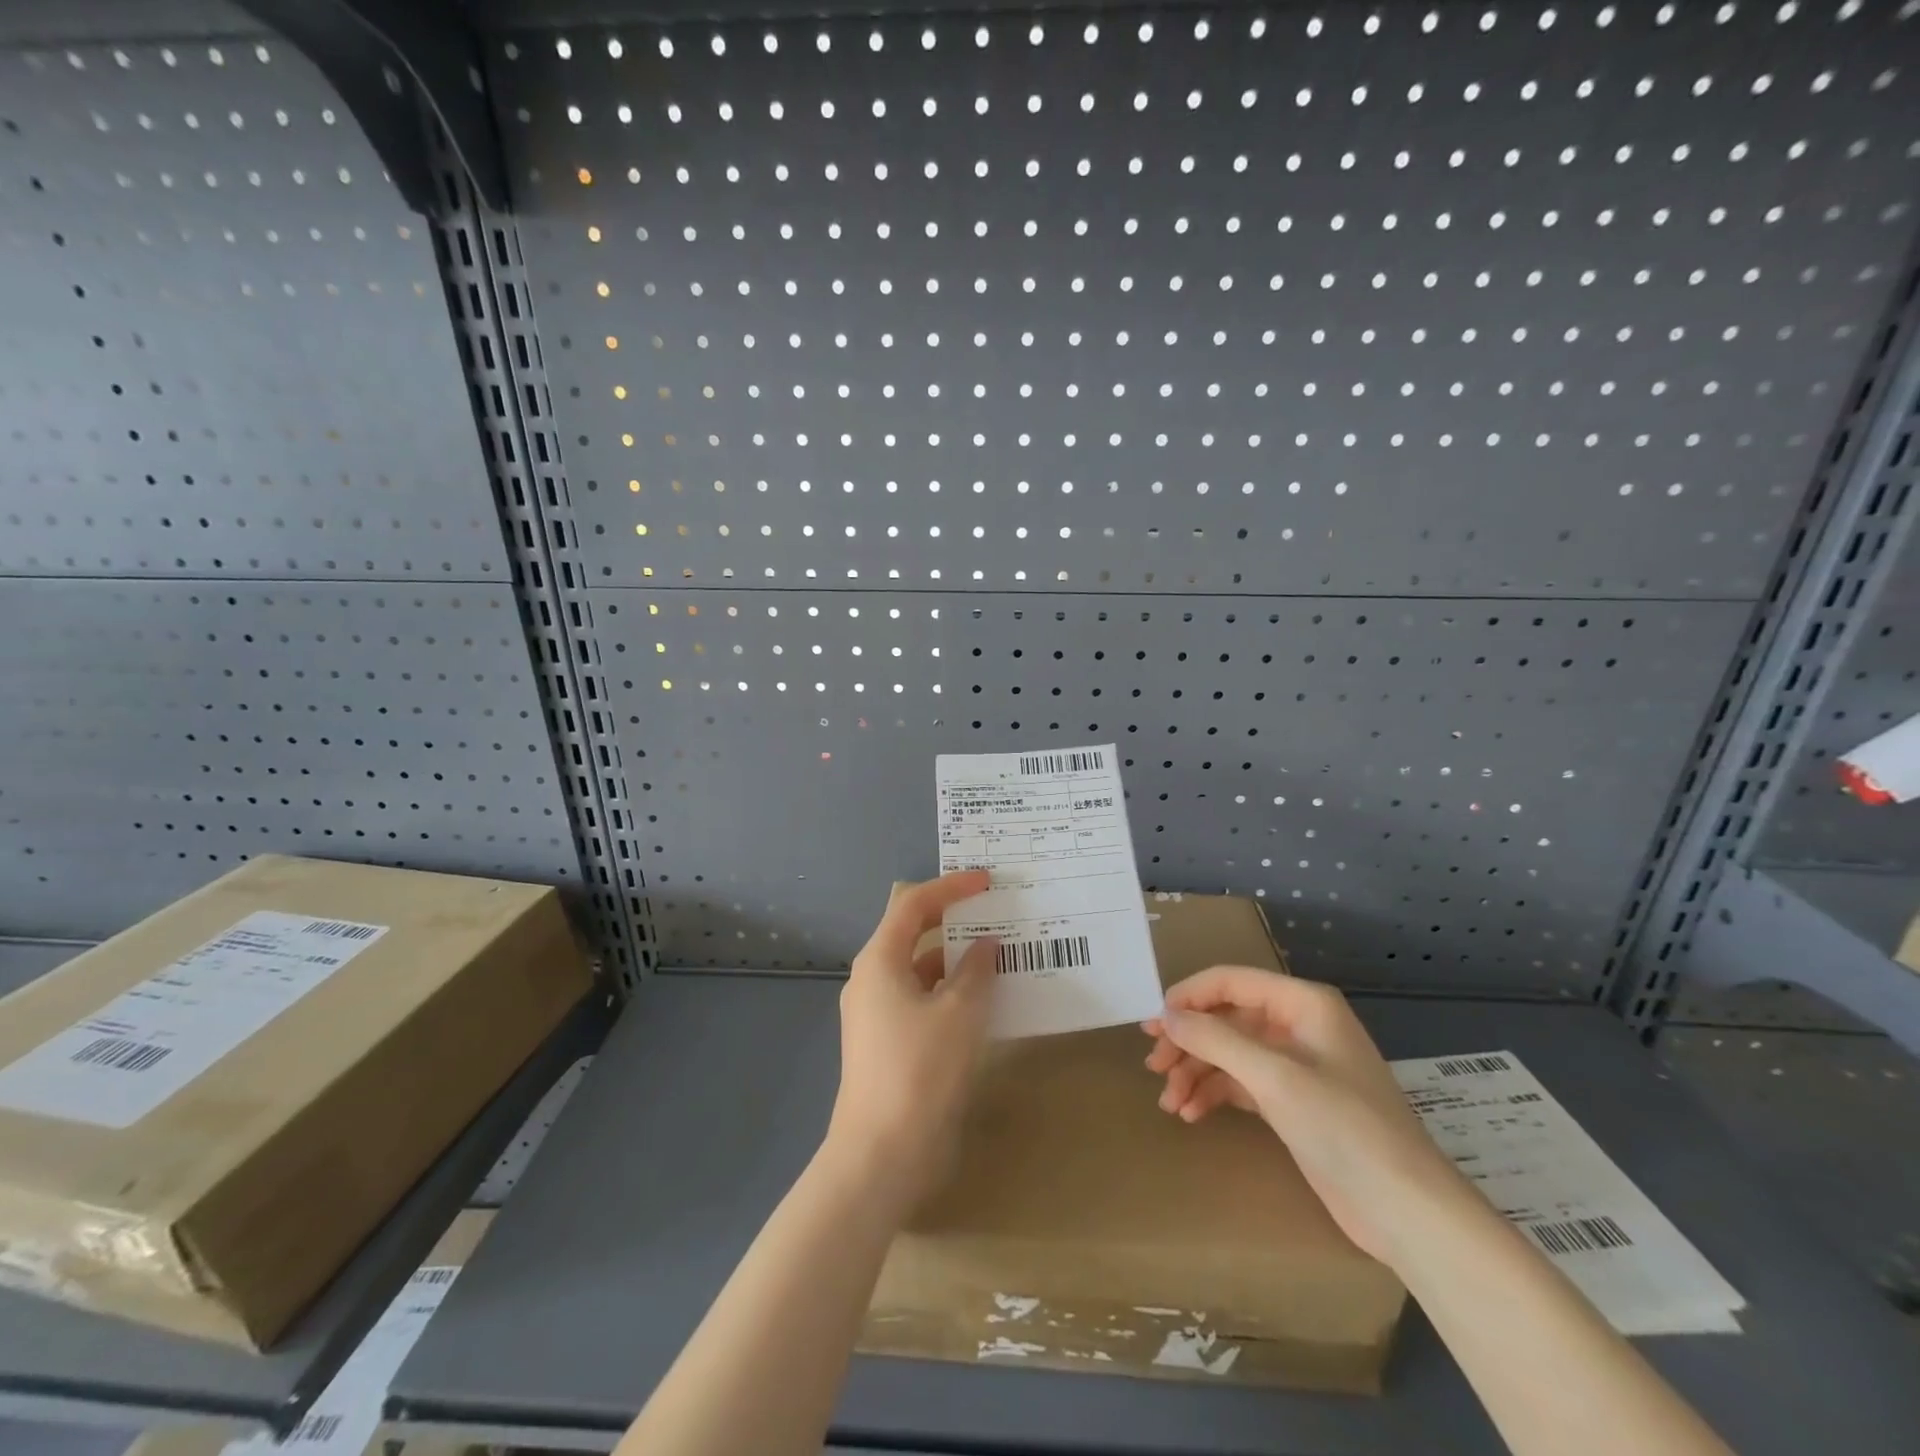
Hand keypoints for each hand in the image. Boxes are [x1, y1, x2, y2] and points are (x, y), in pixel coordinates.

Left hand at [825, 871, 998, 1210]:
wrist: (881, 1156)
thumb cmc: (920, 1072)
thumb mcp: (959, 1014)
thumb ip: (976, 971)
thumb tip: (986, 944)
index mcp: (880, 961)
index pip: (913, 904)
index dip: (950, 887)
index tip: (988, 882)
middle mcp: (872, 979)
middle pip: (913, 932)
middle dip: (954, 920)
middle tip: (995, 912)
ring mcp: (877, 1012)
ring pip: (920, 969)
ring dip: (956, 959)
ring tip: (1000, 954)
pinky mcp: (888, 1042)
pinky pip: (922, 999)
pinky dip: (951, 991)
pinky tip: (985, 1001)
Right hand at [1142, 967, 1467, 1266]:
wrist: (1407, 1211)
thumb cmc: (1344, 1128)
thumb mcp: (1274, 1077)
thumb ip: (1216, 1039)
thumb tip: (1167, 1015)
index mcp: (1303, 1003)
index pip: (1230, 981)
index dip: (1188, 997)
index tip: (1154, 1024)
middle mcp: (1298, 1026)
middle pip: (1227, 1018)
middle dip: (1189, 1041)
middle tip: (1153, 1065)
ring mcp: (1297, 1066)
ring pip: (1230, 1053)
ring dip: (1197, 1073)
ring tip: (1168, 1101)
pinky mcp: (1294, 1103)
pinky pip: (1242, 1084)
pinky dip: (1215, 1094)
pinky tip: (1191, 1114)